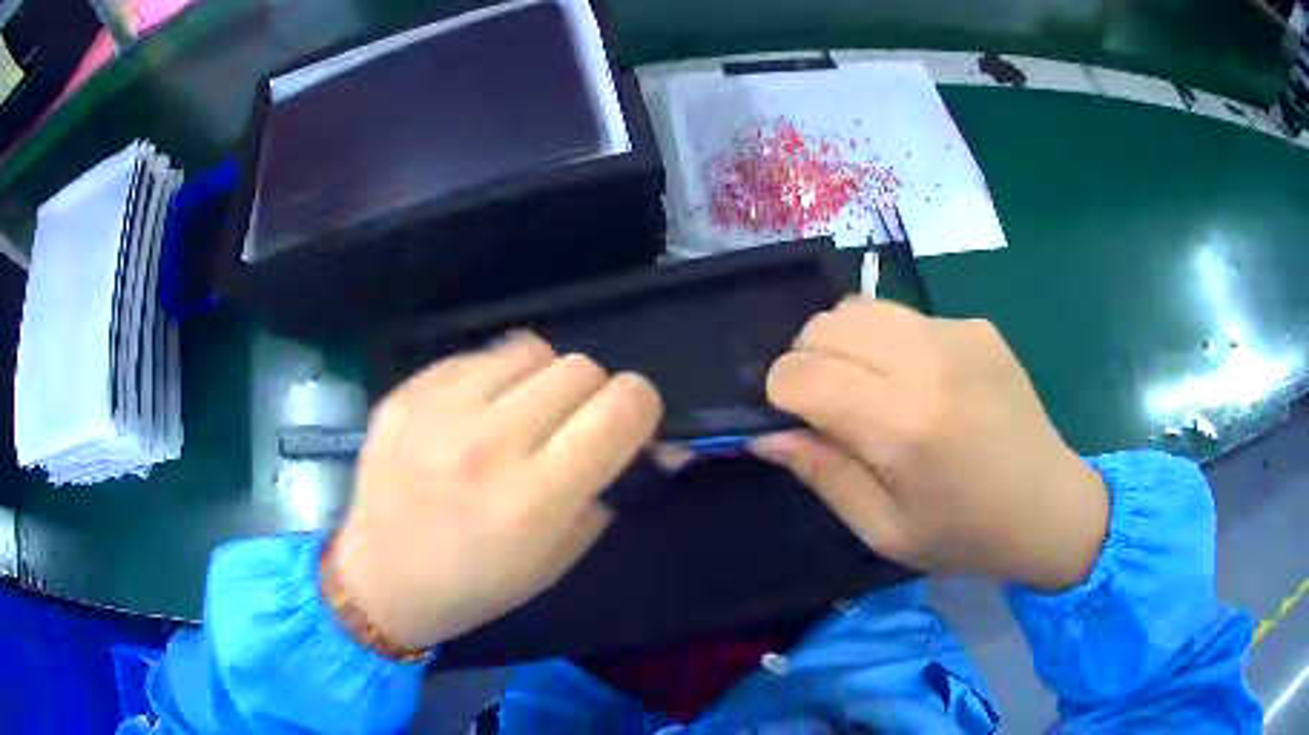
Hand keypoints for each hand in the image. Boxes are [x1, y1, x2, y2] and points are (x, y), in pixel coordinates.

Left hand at [332, 333, 661, 649]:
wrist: (381, 577)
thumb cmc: (478, 583)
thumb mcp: (559, 557)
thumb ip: (611, 491)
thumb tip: (658, 445)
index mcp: (534, 498)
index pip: (622, 407)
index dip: (640, 407)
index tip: (628, 423)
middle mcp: (488, 443)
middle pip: (580, 368)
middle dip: (591, 395)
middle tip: (568, 429)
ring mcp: (440, 410)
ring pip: (531, 348)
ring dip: (542, 380)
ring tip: (519, 415)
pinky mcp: (408, 391)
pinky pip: (478, 356)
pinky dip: (492, 380)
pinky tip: (473, 416)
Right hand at [751, 298, 1107, 590]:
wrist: (1050, 506)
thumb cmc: (964, 534)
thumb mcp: (882, 529)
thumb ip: (821, 473)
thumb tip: (766, 435)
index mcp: (901, 424)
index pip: (800, 373)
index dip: (779, 395)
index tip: (795, 422)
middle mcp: (927, 362)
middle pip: (825, 324)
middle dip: (807, 360)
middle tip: (830, 406)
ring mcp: (957, 333)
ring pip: (861, 307)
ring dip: (845, 343)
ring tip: (870, 388)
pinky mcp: (976, 325)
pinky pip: (905, 316)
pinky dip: (890, 343)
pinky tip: (920, 384)